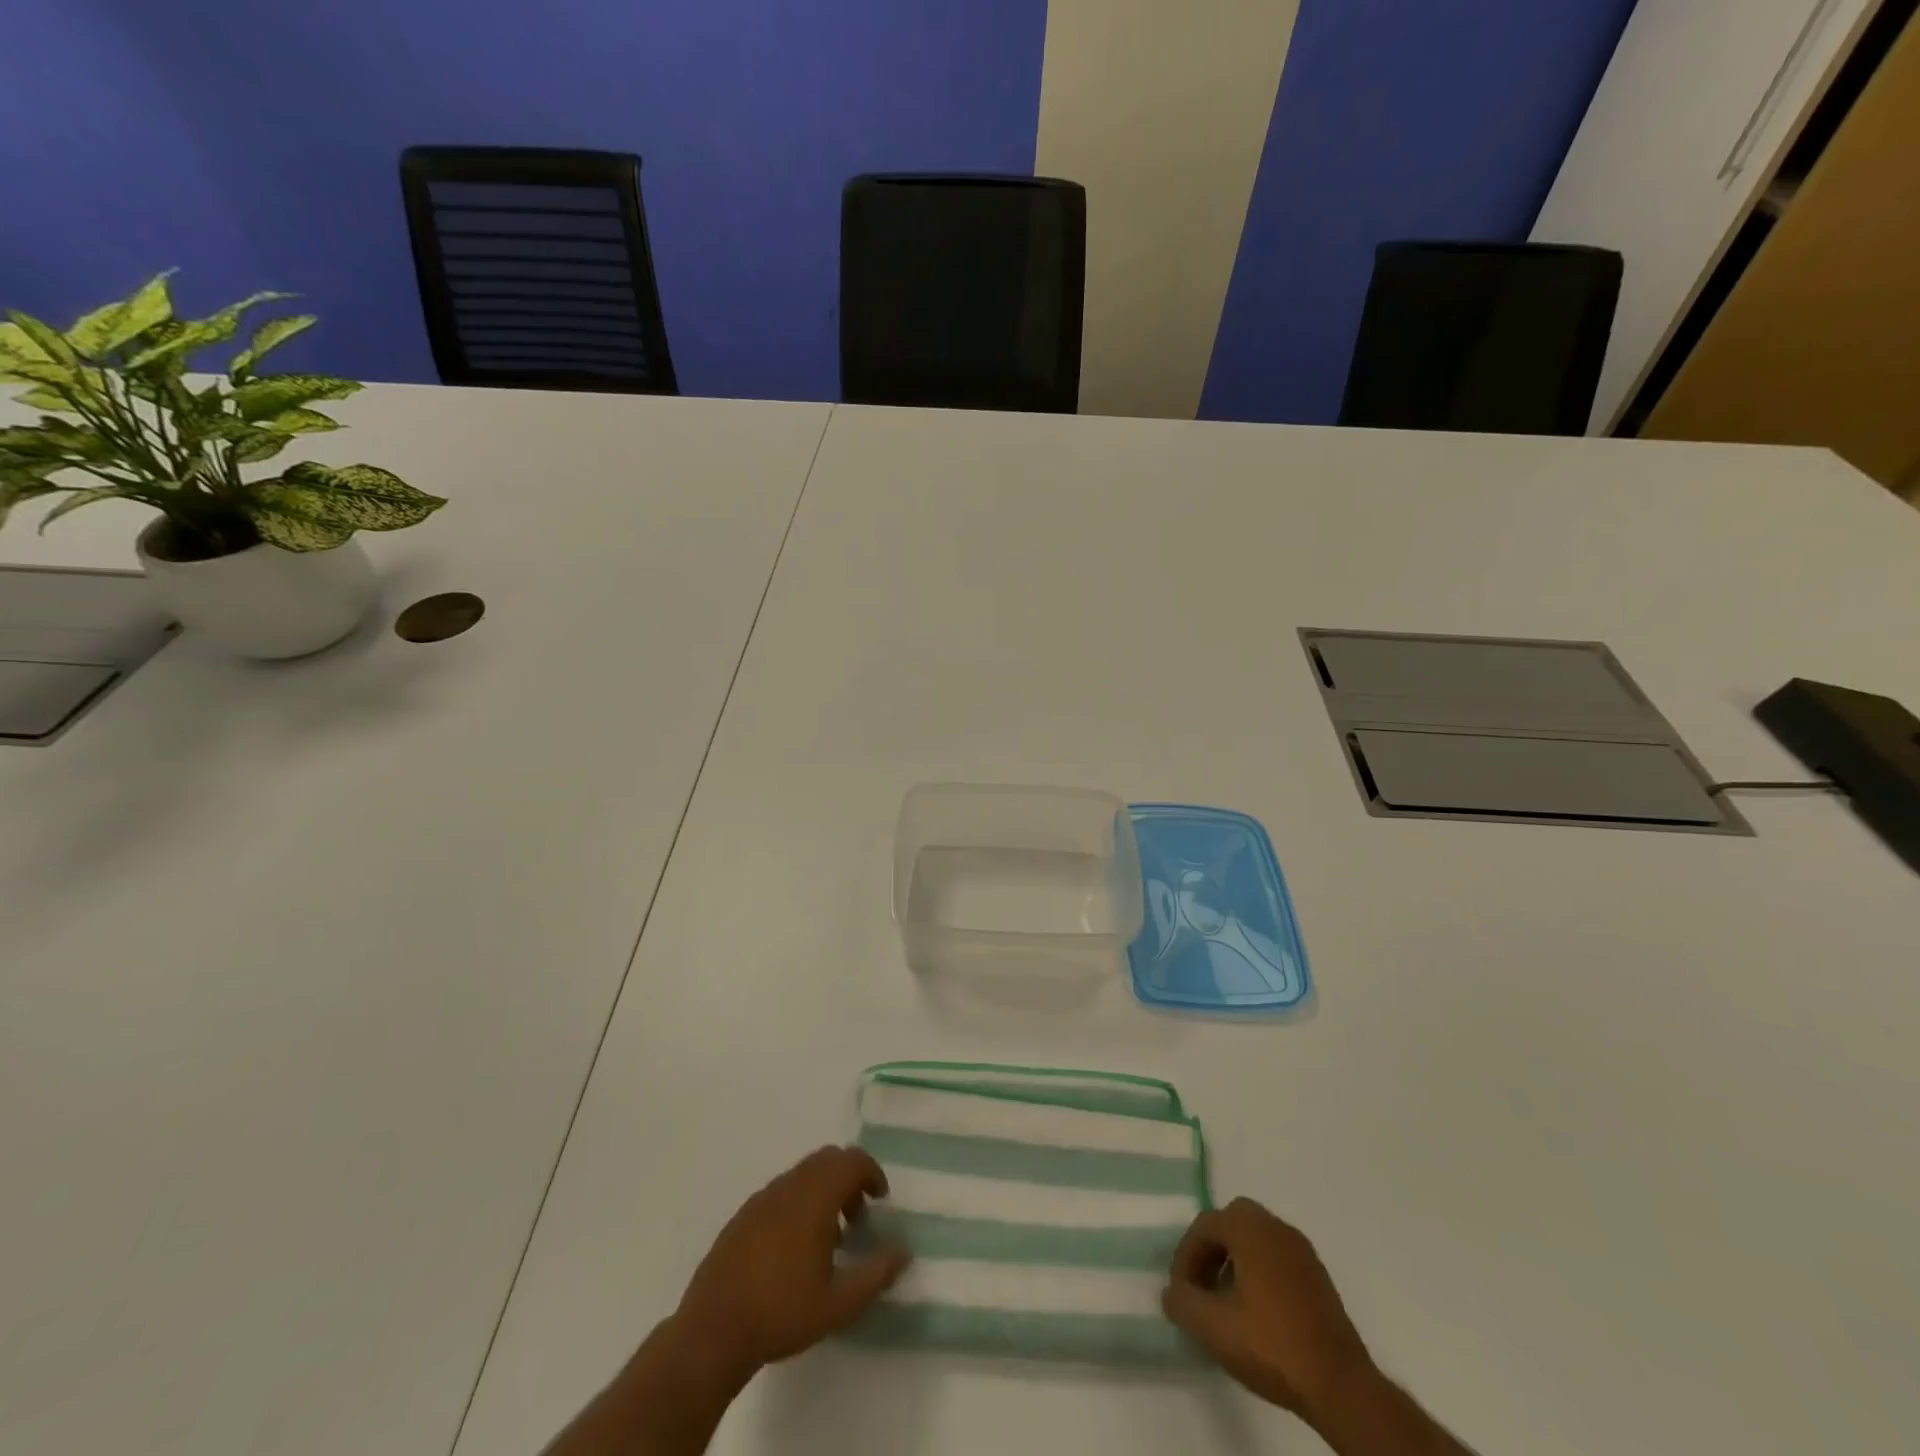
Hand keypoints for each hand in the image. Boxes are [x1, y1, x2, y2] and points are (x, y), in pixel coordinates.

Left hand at [672, 1146, 909, 1383]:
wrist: (713, 1331)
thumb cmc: (781, 1313)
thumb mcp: (838, 1304)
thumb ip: (876, 1274)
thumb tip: (903, 1250)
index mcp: (814, 1197)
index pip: (852, 1160)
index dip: (872, 1173)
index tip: (880, 1200)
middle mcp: (789, 1185)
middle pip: (828, 1159)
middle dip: (849, 1178)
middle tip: (858, 1216)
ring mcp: (762, 1197)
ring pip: (804, 1173)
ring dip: (824, 1189)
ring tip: (829, 1236)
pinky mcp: (744, 1214)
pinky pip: (782, 1190)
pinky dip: (800, 1200)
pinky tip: (795, 1246)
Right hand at [1163, 1199, 1377, 1423]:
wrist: (1340, 1385)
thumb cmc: (1271, 1344)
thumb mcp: (1213, 1327)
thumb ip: (1183, 1302)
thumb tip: (1172, 1292)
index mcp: (1251, 1228)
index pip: (1205, 1226)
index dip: (1186, 1256)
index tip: (1181, 1292)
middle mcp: (1277, 1227)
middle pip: (1232, 1222)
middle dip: (1211, 1249)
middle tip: (1201, 1284)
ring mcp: (1302, 1252)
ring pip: (1257, 1240)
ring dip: (1235, 1261)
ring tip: (1225, 1301)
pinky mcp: (1319, 1278)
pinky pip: (1277, 1259)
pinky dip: (1259, 1273)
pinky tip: (1257, 1312)